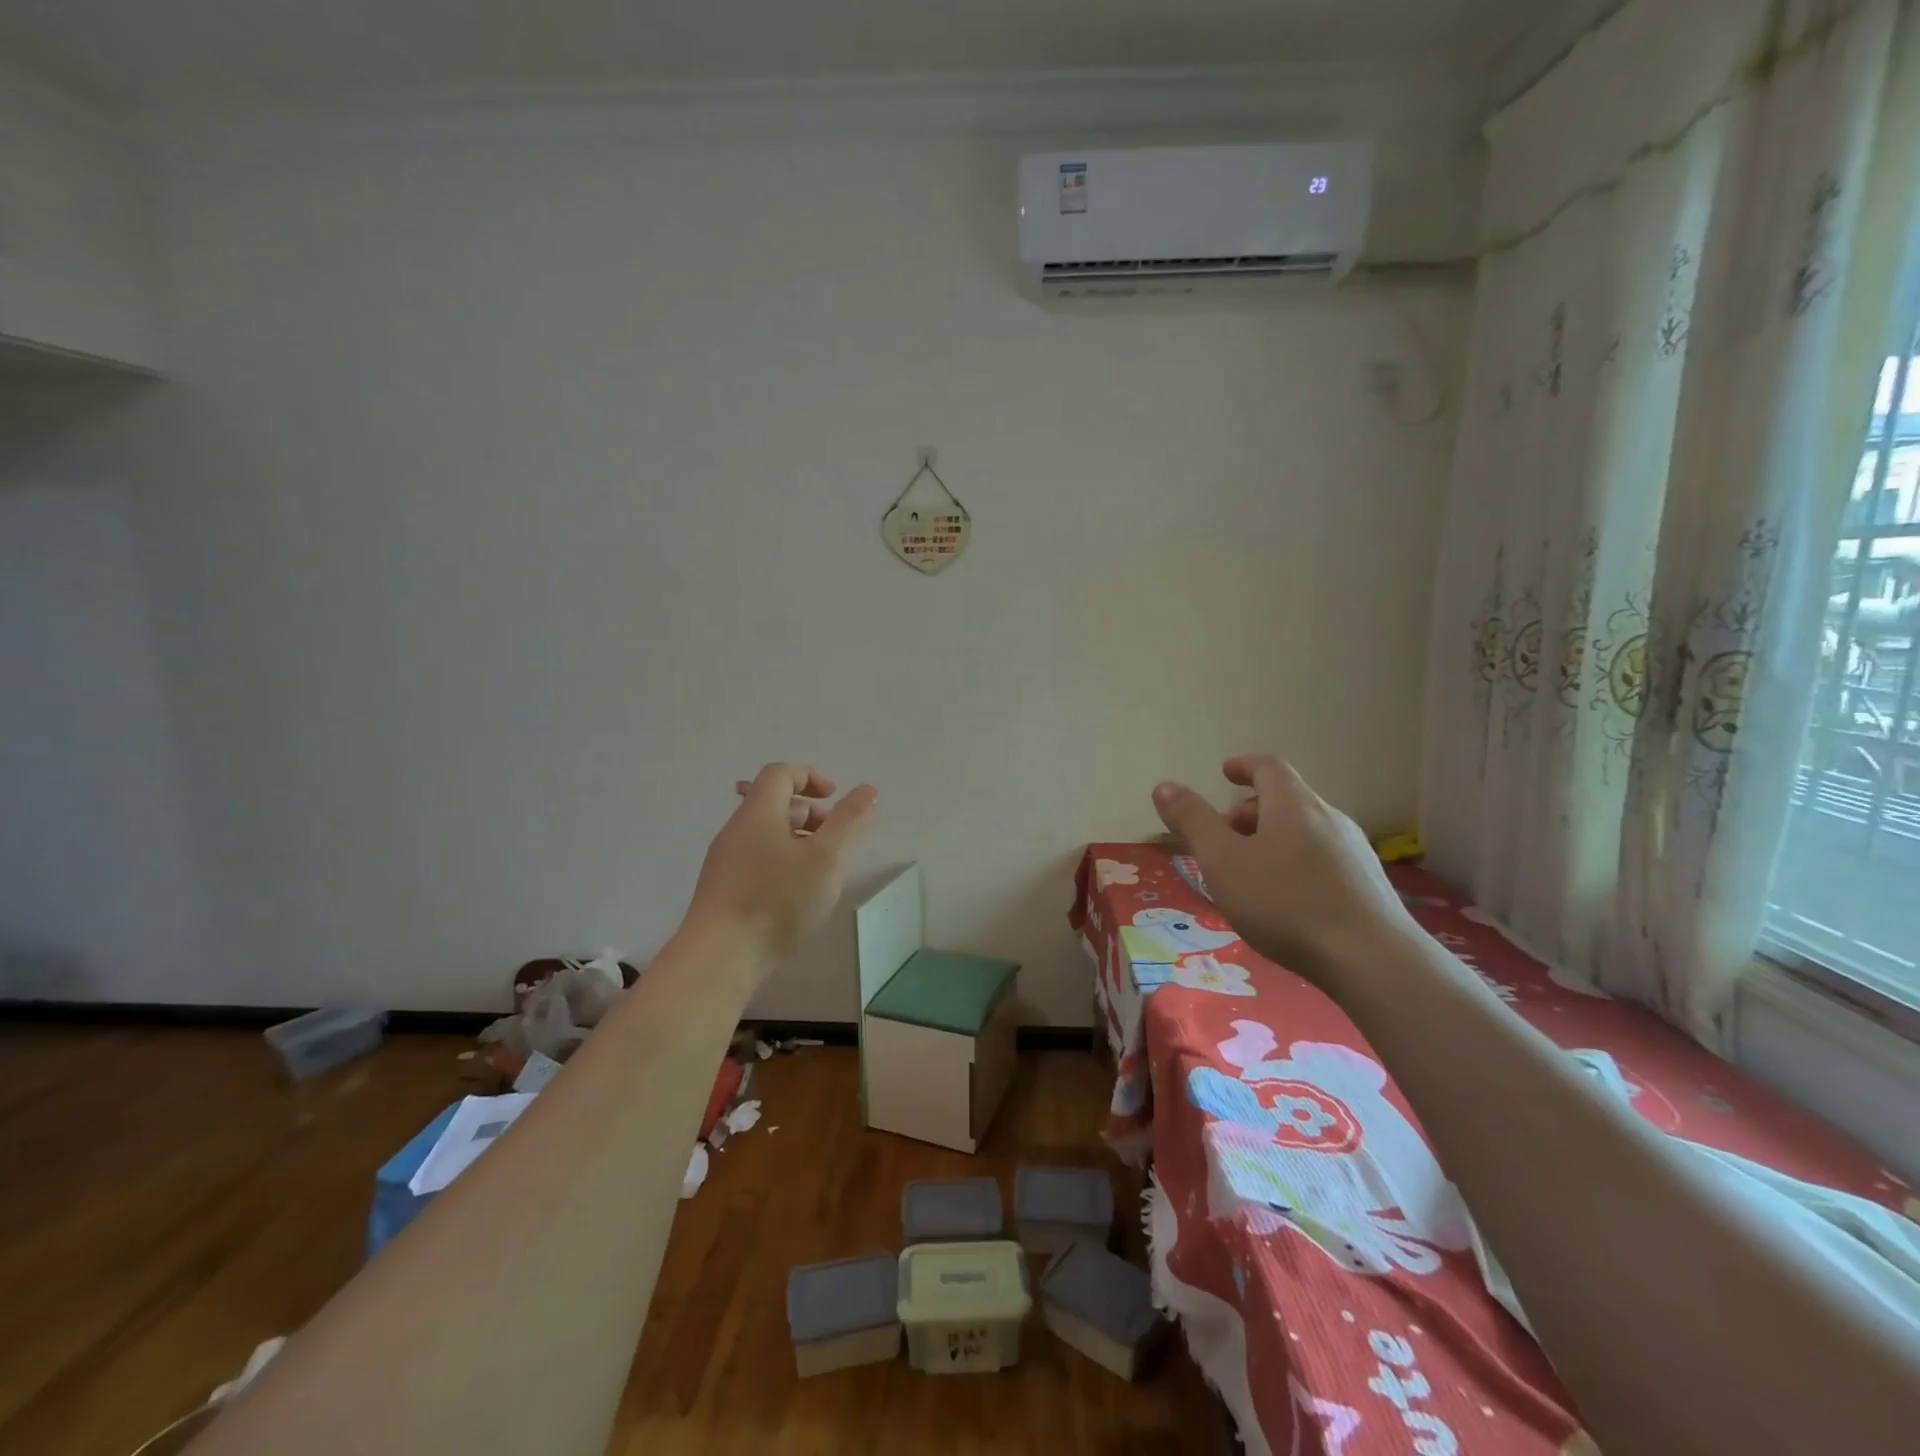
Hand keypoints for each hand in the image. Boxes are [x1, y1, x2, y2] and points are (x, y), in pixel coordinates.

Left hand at [680, 763, 878, 977]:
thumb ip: (850, 820)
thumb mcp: (827, 857)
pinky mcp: (723, 891)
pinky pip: (758, 861)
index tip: (834, 798)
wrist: (719, 958)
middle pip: (774, 804)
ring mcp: (725, 862)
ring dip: (799, 842)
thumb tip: (868, 790)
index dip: (810, 776)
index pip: (780, 773)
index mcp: (758, 813)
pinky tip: (798, 897)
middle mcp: (736, 831)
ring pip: (767, 836)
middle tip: (836, 840)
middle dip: (811, 814)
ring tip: (823, 872)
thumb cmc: (777, 899)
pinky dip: (783, 864)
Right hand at [1151, 755, 1413, 984]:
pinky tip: (1284, 903)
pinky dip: (1294, 865)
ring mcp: (1355, 853)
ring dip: (1271, 841)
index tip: (1225, 773)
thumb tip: (1165, 786)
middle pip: (1286, 801)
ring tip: (1247, 875)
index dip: (1244, 766)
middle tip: (1221, 839)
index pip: (1269, 767)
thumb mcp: (1223, 860)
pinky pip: (1322, 861)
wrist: (1373, 961)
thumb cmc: (1286, 903)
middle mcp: (1329, 818)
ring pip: (1304, 833)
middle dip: (1248, 813)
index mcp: (1293, 804)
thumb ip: (1192, 821)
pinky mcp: (1368, 887)